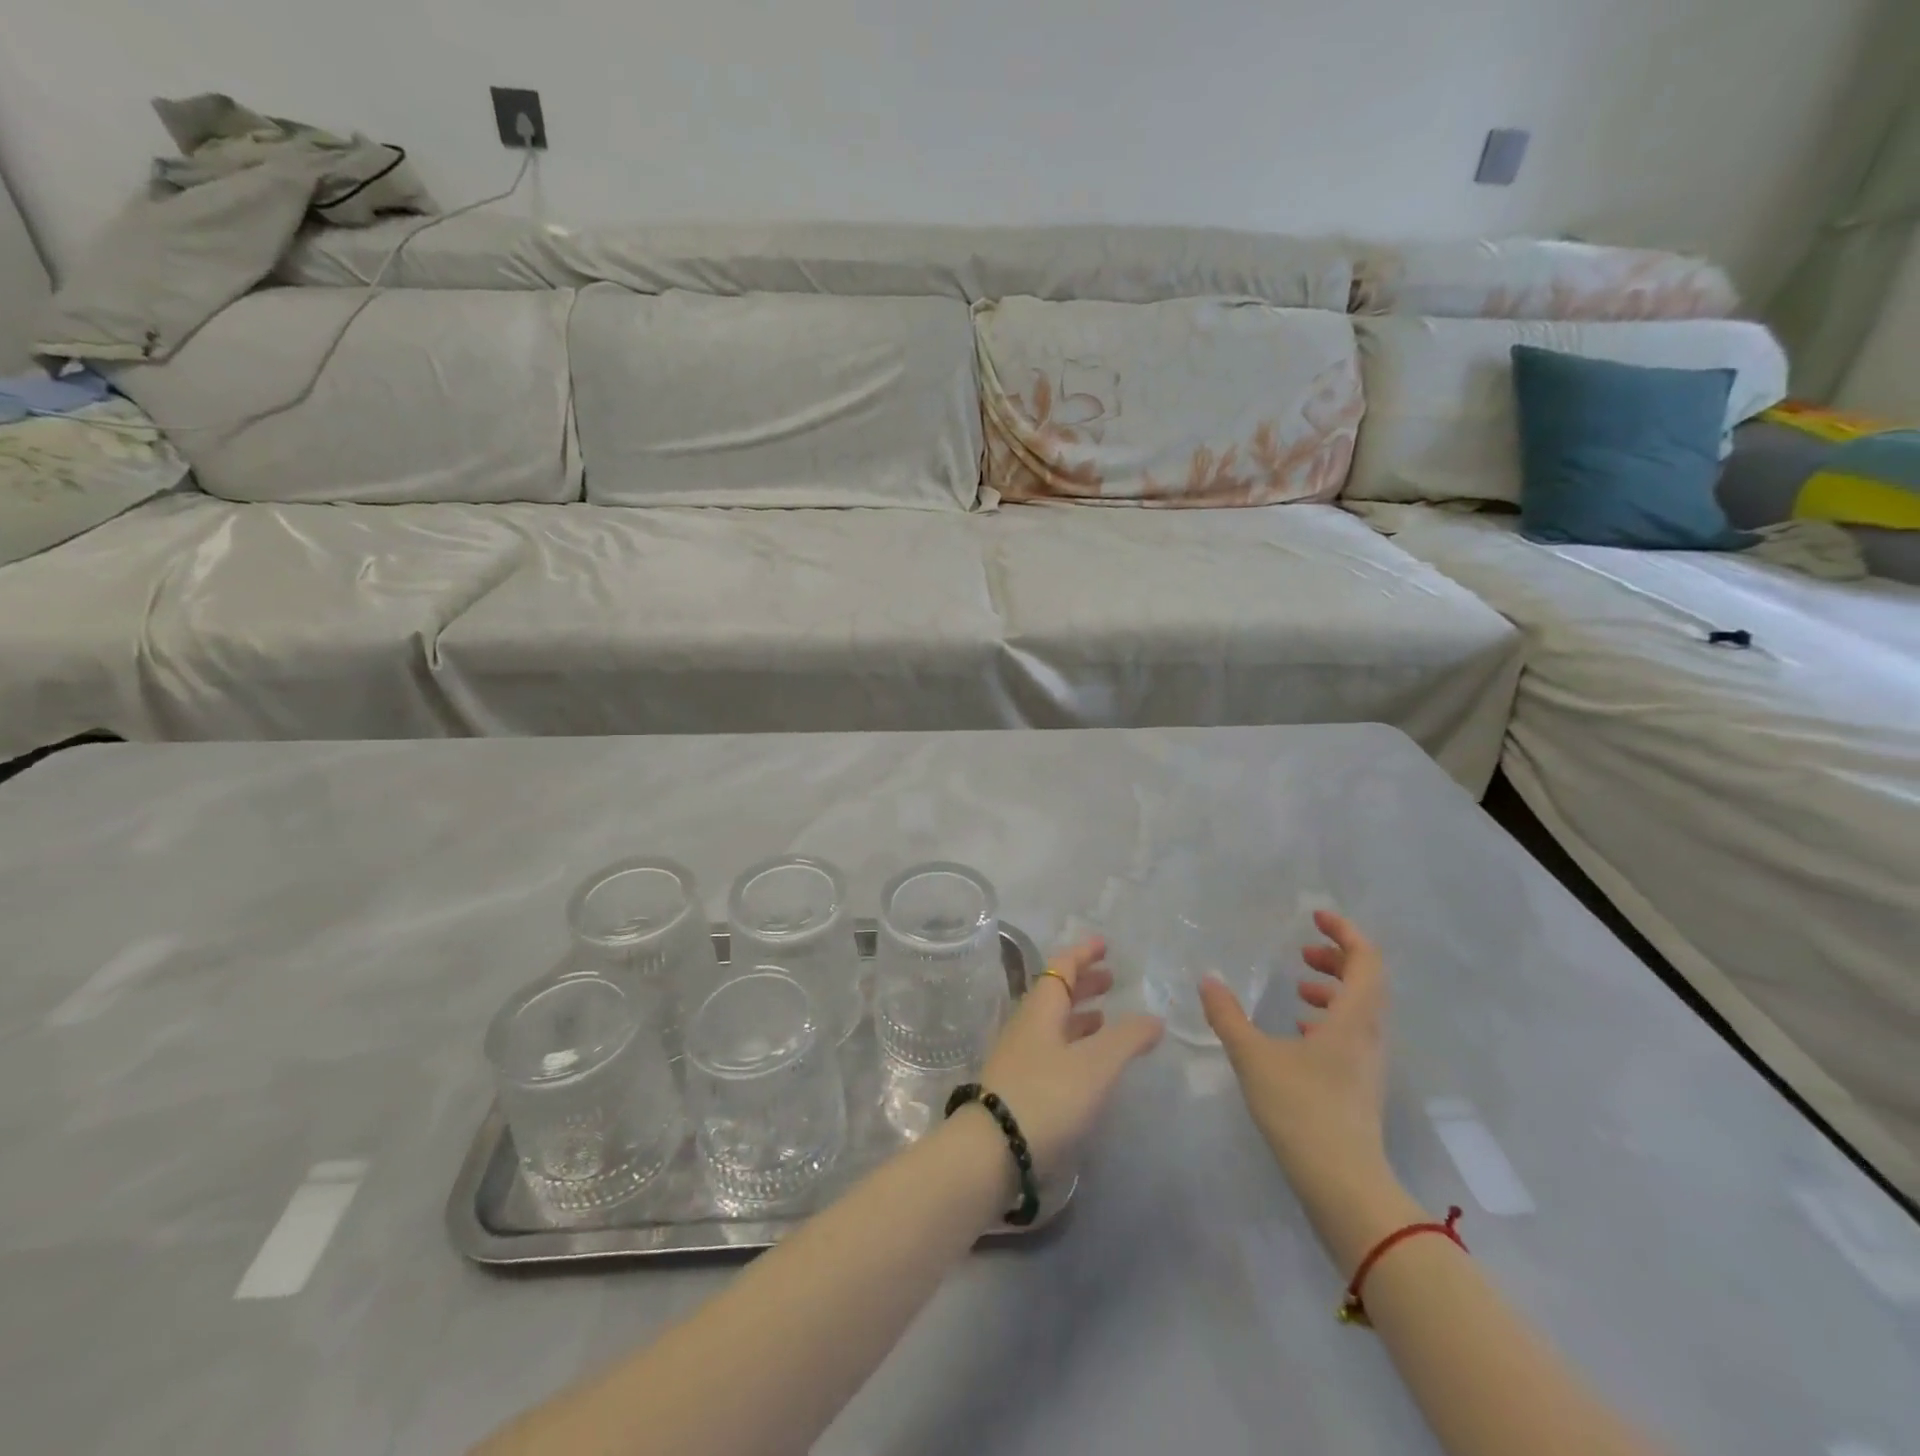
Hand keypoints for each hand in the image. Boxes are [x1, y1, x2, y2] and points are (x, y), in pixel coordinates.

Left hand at [977, 937, 1164, 1179]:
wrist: (992, 1150)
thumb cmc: (1047, 1096)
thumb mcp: (1096, 1065)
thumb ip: (1127, 1039)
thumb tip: (1154, 1018)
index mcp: (1041, 1008)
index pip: (1062, 967)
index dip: (1083, 954)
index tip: (1104, 944)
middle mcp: (1027, 1025)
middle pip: (1056, 993)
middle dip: (1084, 983)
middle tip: (1111, 979)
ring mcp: (1019, 1055)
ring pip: (1053, 1023)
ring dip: (1079, 1015)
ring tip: (1105, 1017)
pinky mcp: (1019, 1085)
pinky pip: (1051, 1049)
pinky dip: (1074, 1043)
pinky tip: (1087, 1062)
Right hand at [1200, 910, 1388, 1194]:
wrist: (1343, 1185)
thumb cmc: (1302, 1110)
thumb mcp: (1254, 1057)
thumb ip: (1228, 1015)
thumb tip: (1208, 980)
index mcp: (1354, 1018)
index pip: (1366, 959)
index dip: (1345, 932)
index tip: (1315, 916)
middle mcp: (1370, 1035)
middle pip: (1368, 982)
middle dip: (1337, 959)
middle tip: (1302, 952)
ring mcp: (1369, 1063)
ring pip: (1361, 1010)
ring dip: (1334, 990)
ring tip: (1297, 988)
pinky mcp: (1360, 1085)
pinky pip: (1352, 1035)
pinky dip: (1330, 1019)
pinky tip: (1298, 1030)